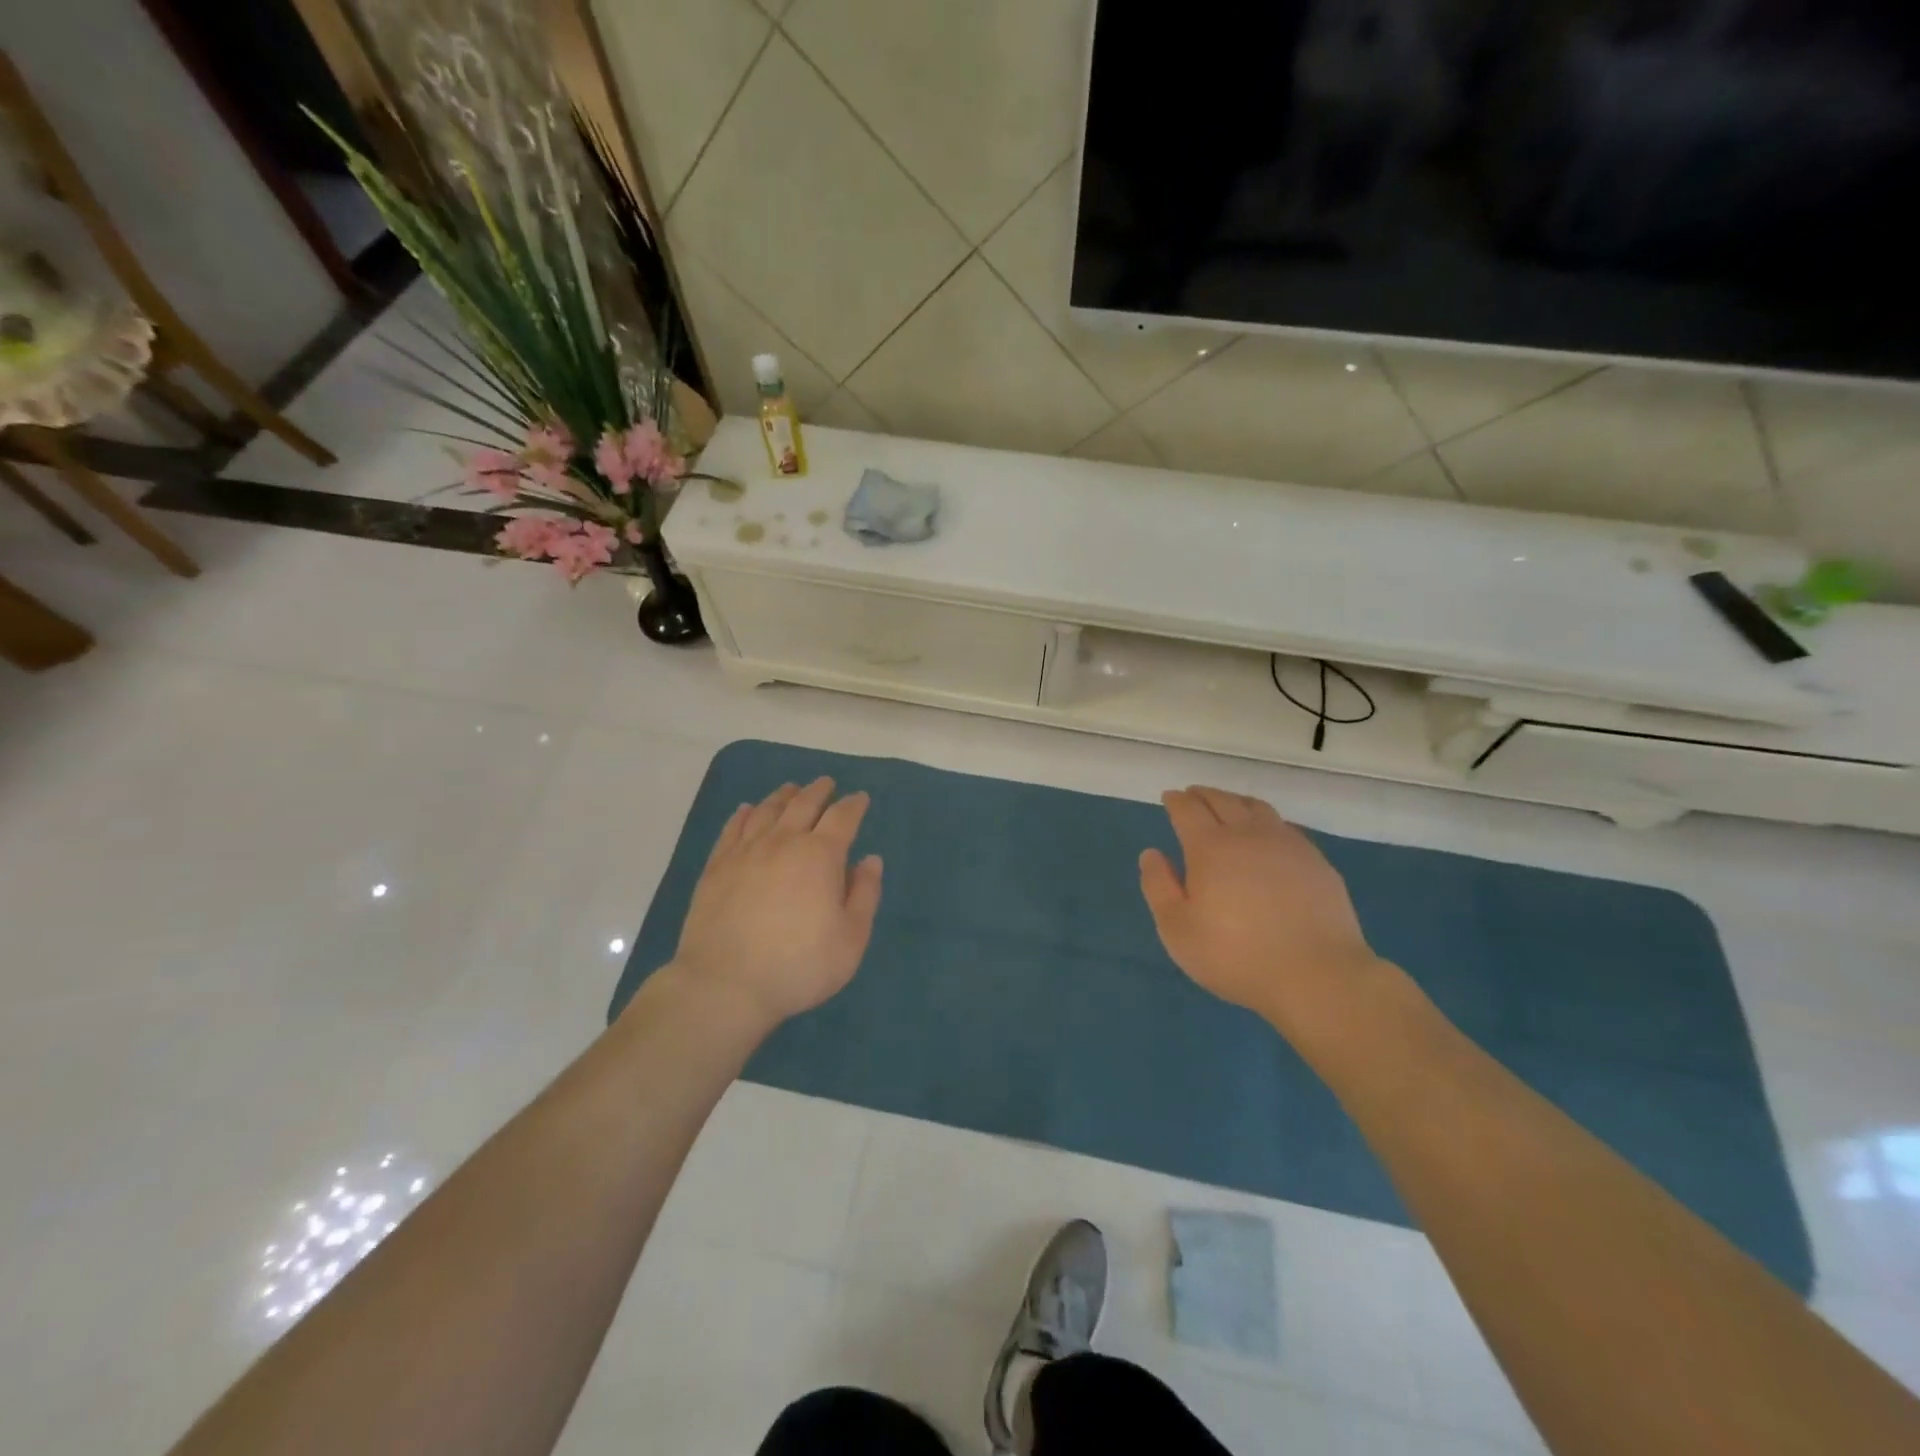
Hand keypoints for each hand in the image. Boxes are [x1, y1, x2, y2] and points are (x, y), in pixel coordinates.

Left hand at [667, 778, 882, 1030]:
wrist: (725, 985)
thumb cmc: (798, 966)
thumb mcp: (850, 939)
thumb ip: (864, 895)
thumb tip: (870, 860)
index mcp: (820, 855)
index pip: (842, 817)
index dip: (854, 805)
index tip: (860, 798)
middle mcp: (783, 842)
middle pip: (803, 804)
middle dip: (819, 791)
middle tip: (827, 783)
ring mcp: (745, 852)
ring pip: (767, 810)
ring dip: (784, 796)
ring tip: (792, 789)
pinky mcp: (717, 866)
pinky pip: (733, 828)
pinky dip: (745, 814)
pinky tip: (748, 810)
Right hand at [1139, 786, 1389, 1038]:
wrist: (1318, 975)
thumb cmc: (1236, 955)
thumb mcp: (1178, 929)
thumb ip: (1159, 886)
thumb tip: (1151, 854)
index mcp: (1210, 847)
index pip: (1188, 810)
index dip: (1176, 801)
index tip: (1169, 797)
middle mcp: (1248, 835)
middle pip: (1222, 800)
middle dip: (1203, 794)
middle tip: (1193, 794)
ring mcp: (1287, 845)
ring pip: (1257, 808)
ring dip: (1236, 801)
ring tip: (1228, 806)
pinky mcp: (1316, 862)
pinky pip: (1285, 828)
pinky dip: (1267, 822)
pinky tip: (1268, 836)